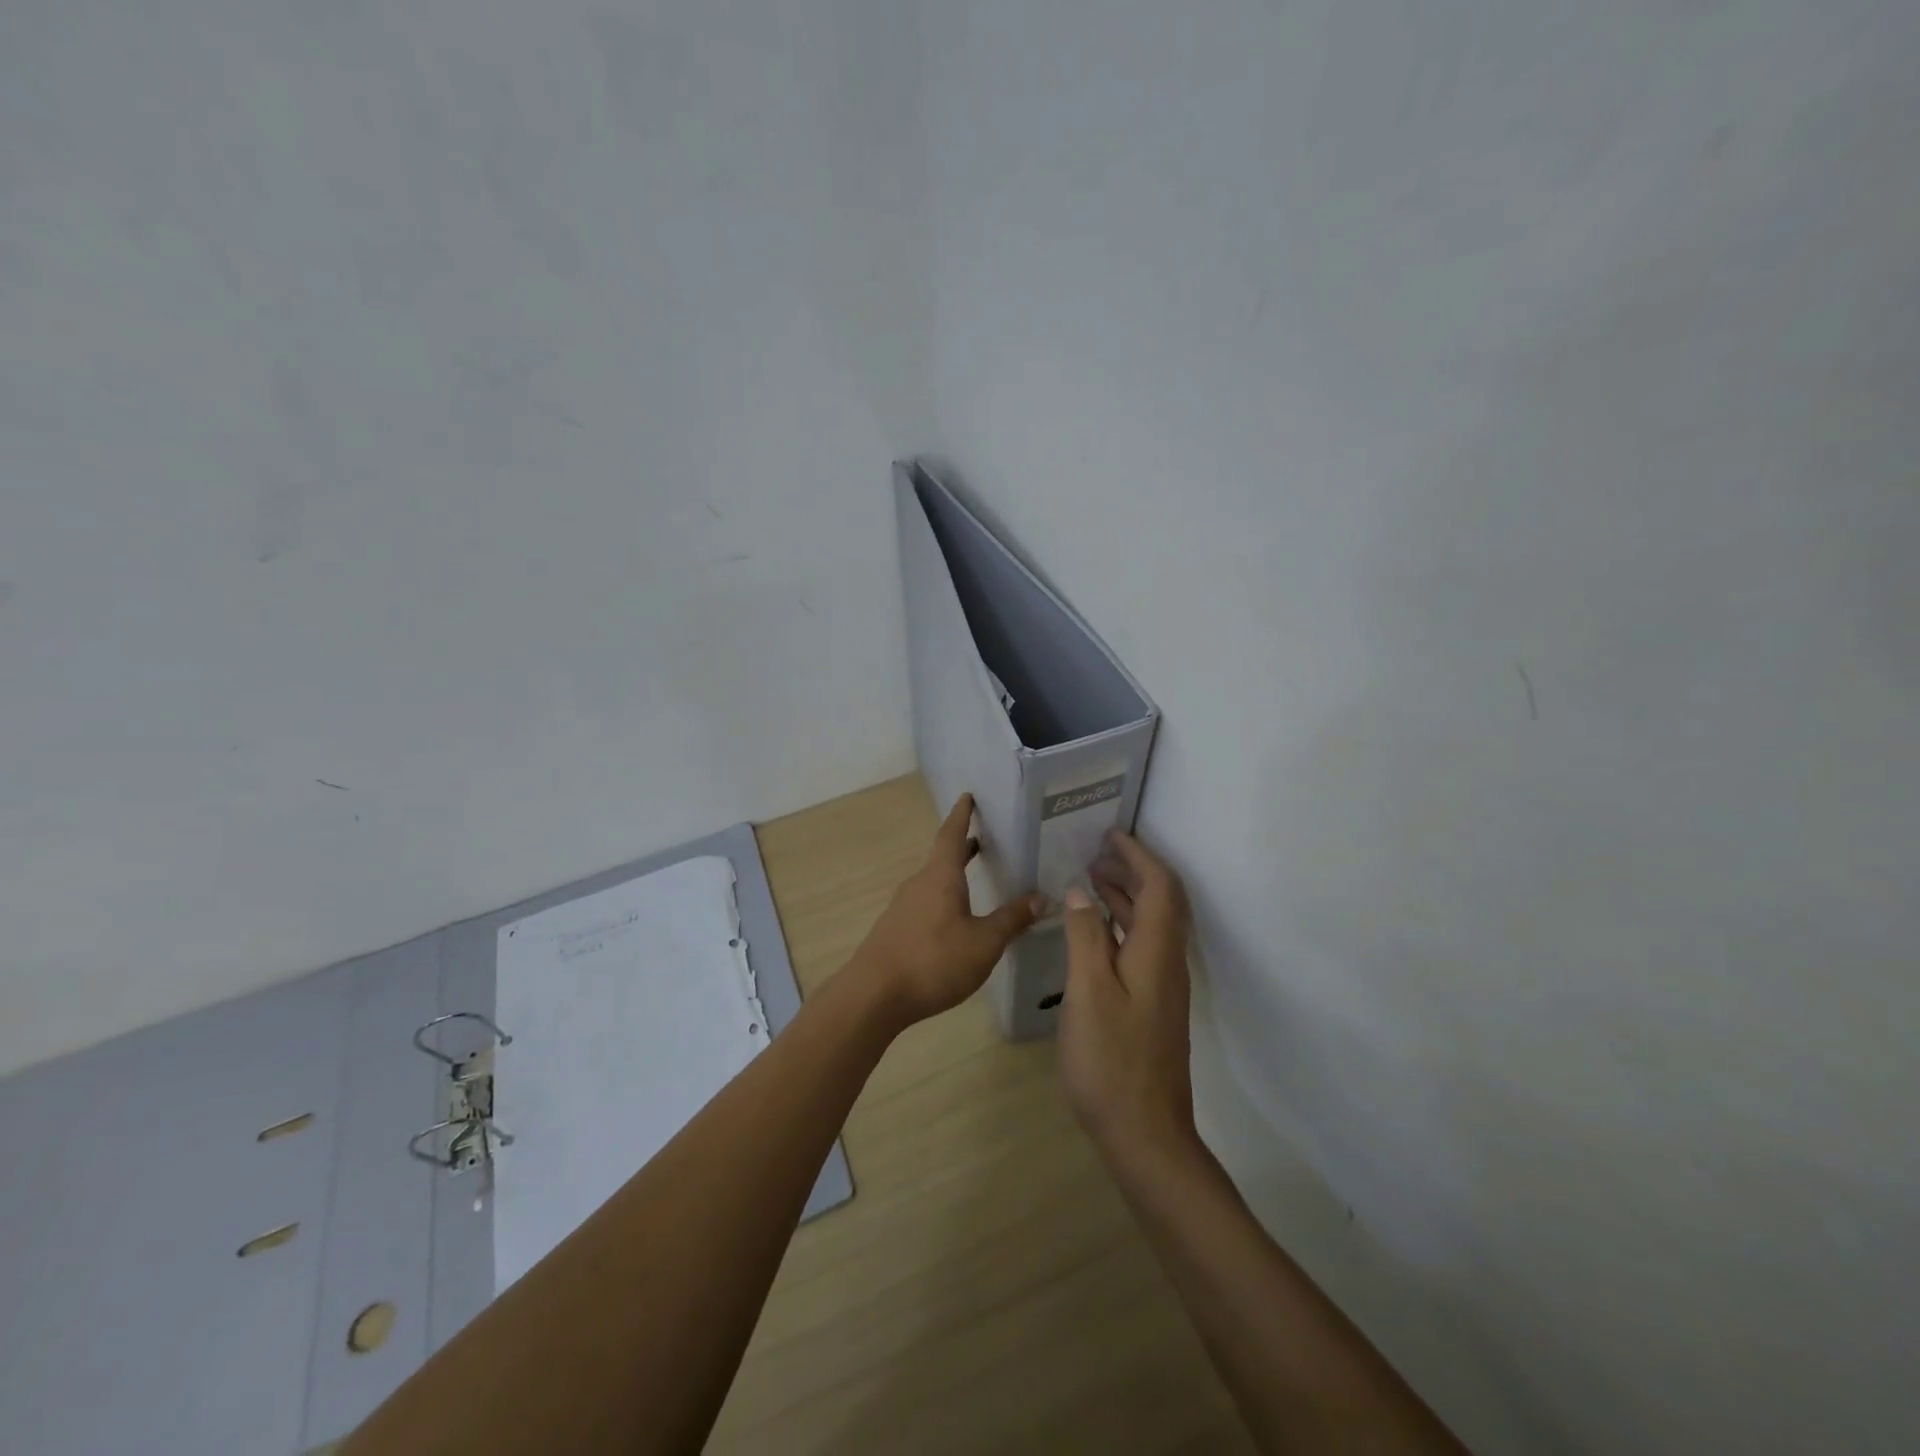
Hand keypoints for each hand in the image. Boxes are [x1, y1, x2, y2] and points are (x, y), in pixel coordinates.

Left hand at [851, 794, 1046, 1024]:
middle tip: (984, 838)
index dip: (962, 815)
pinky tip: (955, 920)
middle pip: (942, 857)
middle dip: (963, 847)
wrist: (873, 996)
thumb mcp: (983, 943)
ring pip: (933, 882)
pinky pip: (925, 903)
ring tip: (975, 878)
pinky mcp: (896, 930)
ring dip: (953, 875)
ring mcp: (903, 907)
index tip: (968, 796)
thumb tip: (1042, 897)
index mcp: (940, 877)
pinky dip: (944, 899)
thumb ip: (1012, 919)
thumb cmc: (933, 961)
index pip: (952, 834)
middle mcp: (919, 884)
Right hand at [1059, 830, 1197, 1170]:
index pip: (1160, 886)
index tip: (1110, 834)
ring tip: (1090, 881)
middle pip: (1161, 902)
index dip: (1138, 856)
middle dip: (1132, 870)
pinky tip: (1093, 933)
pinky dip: (1120, 926)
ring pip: (1150, 926)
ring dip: (1125, 897)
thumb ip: (1085, 937)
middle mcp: (1168, 963)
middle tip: (1095, 852)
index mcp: (1157, 952)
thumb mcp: (1089, 992)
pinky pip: (1141, 948)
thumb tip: (1082, 892)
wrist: (1146, 1135)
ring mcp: (1163, 987)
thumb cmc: (1111, 1061)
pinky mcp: (1153, 1006)